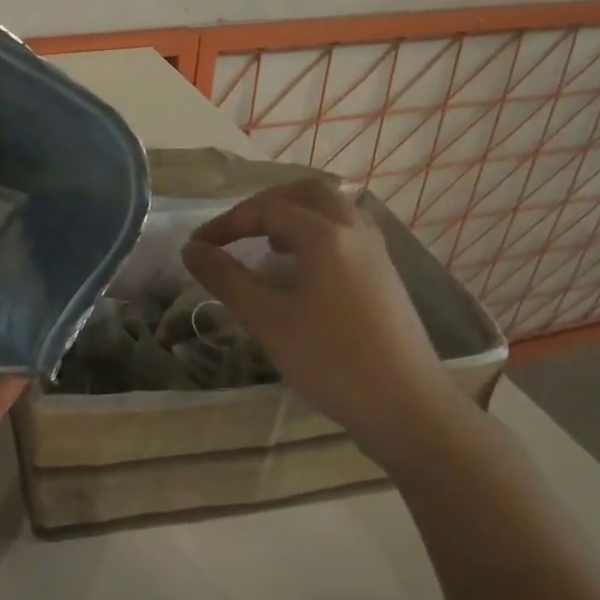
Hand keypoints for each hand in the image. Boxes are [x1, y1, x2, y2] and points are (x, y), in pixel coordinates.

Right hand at [180, 179, 457, 459]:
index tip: (197, 246)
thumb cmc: (332, 361)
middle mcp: (354, 231)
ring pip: (334, 210)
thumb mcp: (269, 321)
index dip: (227, 223)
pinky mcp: (386, 276)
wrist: (408, 406)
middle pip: (308, 193)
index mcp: (325, 236)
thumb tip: (191, 249)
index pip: (267, 210)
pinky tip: (303, 269)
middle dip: (267, 203)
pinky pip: (348, 233)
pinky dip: (317, 233)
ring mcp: (376, 253)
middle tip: (238, 229)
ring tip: (267, 244)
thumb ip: (226, 279)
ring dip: (296, 215)